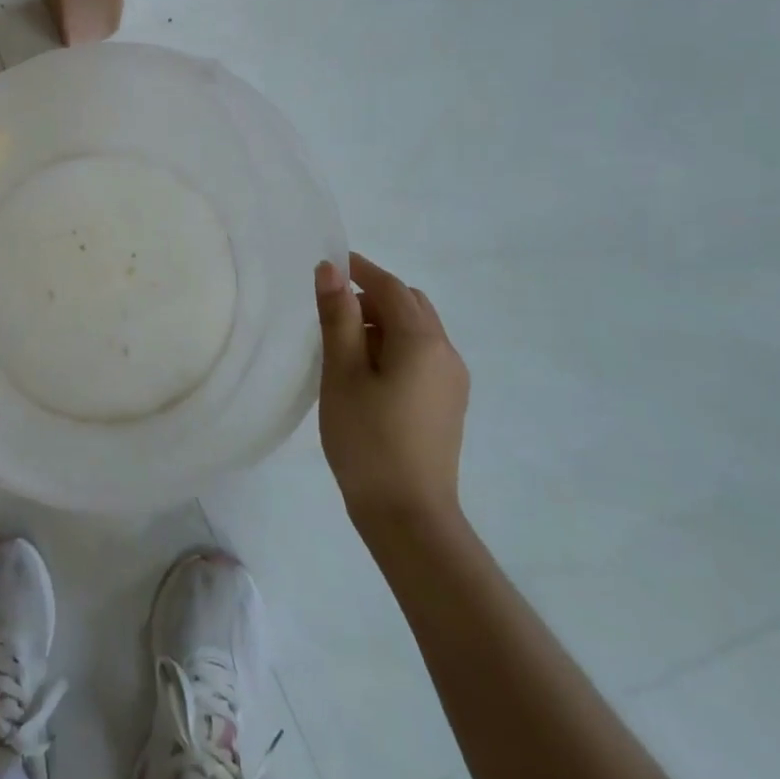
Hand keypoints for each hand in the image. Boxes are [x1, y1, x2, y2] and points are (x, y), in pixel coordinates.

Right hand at [314, 253, 468, 527]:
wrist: (408, 514)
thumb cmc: (367, 438)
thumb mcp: (342, 372)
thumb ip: (337, 316)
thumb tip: (330, 269)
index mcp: (422, 341)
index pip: (390, 287)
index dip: (359, 269)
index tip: (327, 264)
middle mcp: (446, 353)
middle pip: (409, 304)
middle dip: (371, 296)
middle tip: (331, 309)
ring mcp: (452, 380)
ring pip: (416, 331)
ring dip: (382, 322)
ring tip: (343, 344)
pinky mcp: (447, 403)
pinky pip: (421, 355)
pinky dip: (394, 346)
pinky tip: (366, 372)